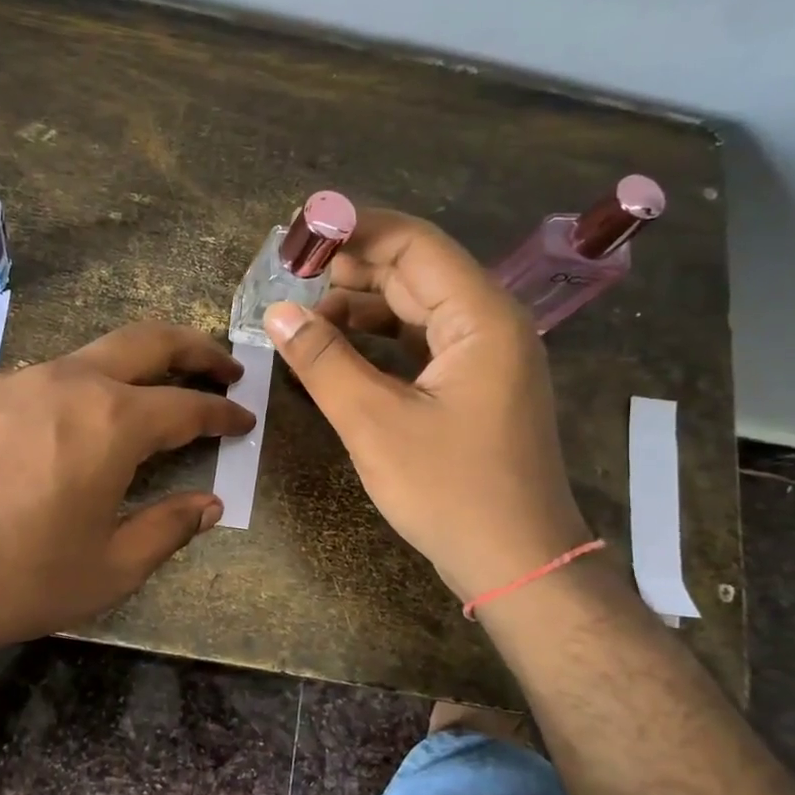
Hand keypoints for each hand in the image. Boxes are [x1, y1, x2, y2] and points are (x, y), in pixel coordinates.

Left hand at [0, 321, 252, 663]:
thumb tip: (208, 505)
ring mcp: (6, 383)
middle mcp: (64, 383)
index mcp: (111, 422)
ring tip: (132, 407)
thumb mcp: (109, 568)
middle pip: (145, 342)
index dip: (222, 413)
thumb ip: (168, 528)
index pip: (187, 406)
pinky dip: (59, 401)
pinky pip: (26, 388)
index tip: (243, 419)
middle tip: (220, 366)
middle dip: (193, 349)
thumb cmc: (19, 582)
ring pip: (81, 362)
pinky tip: (47, 439)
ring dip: (121, 376)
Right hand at [262, 209, 589, 600]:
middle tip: (289, 278)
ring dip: (361, 306)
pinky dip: (380, 340)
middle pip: (415, 271)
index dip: (354, 231)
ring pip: (416, 307)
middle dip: (351, 269)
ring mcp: (486, 355)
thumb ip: (323, 360)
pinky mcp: (474, 385)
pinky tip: (339, 351)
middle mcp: (490, 323)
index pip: (413, 243)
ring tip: (304, 320)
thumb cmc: (449, 491)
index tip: (299, 236)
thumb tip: (276, 312)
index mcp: (480, 317)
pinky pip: (422, 342)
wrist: (517, 562)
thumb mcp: (374, 422)